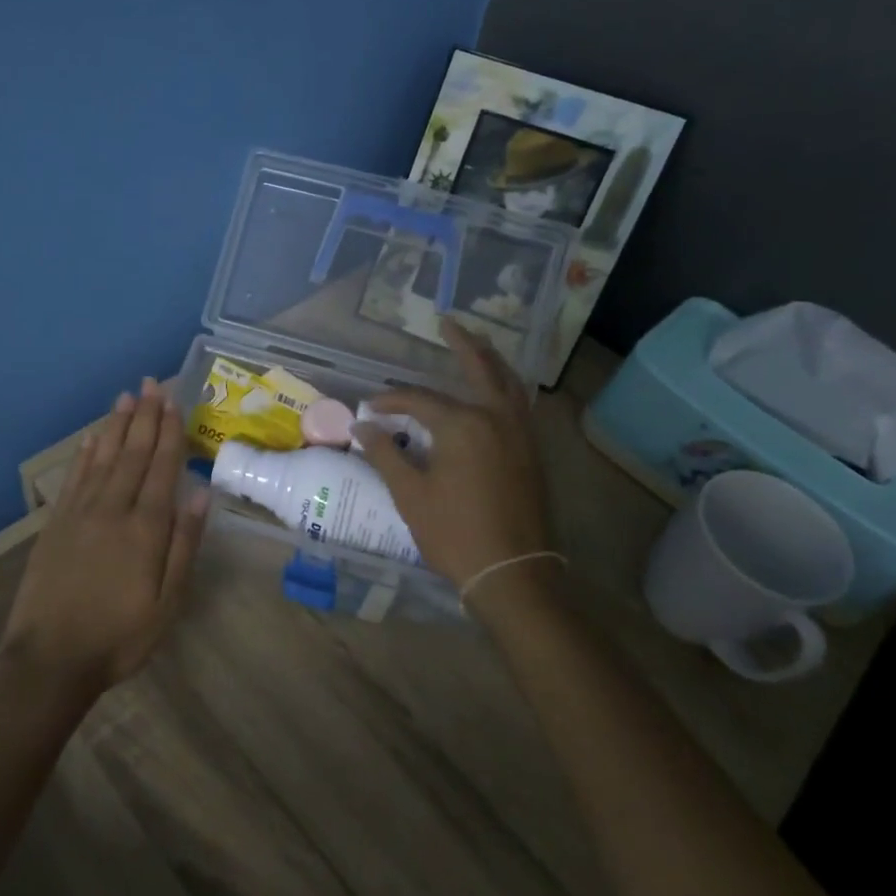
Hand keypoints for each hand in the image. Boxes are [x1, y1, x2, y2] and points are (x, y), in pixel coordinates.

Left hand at [0, 379, 209, 696]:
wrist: (50, 660)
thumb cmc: (120, 636)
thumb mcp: (168, 602)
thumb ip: (184, 544)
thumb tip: (199, 492)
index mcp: (145, 528)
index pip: (161, 467)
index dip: (169, 432)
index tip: (174, 401)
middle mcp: (113, 509)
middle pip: (133, 453)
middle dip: (145, 417)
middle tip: (152, 384)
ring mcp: (80, 513)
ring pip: (103, 458)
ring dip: (117, 426)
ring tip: (127, 397)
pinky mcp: (56, 524)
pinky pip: (75, 477)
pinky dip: (86, 453)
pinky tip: (94, 437)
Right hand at [353, 321, 553, 589]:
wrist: (512, 572)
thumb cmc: (454, 533)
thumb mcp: (410, 494)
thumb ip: (385, 453)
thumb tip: (361, 426)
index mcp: (463, 425)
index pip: (420, 400)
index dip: (390, 401)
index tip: (368, 408)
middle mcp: (496, 417)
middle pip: (481, 368)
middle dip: (463, 343)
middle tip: (447, 323)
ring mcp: (521, 433)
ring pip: (508, 382)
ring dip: (491, 360)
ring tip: (477, 344)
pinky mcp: (533, 451)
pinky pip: (520, 404)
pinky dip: (506, 386)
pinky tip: (496, 390)